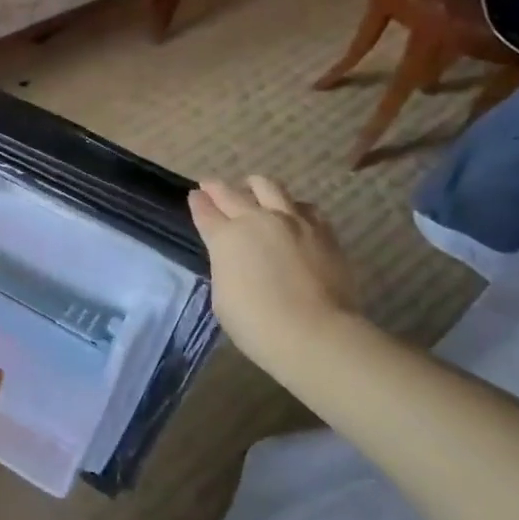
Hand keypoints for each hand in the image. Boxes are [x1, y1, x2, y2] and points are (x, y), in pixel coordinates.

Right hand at [189, 177, 356, 368]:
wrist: (314, 332)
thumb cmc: (256, 323)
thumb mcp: (223, 295)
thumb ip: (226, 266)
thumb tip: (236, 258)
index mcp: (225, 237)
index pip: (205, 211)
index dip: (198, 202)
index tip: (195, 195)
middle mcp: (256, 220)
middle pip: (231, 193)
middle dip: (217, 188)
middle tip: (211, 186)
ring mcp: (293, 221)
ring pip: (269, 186)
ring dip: (256, 187)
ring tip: (254, 190)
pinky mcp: (323, 231)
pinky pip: (304, 206)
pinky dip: (292, 206)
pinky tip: (293, 214)